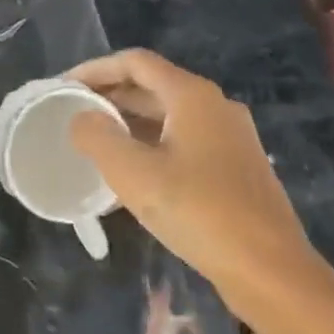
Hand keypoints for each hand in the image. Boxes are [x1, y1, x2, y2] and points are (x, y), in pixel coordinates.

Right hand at [65, 49, 313, 293]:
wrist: (270, 270)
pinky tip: (130, 177)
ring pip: (168, 117)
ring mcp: (230, 138)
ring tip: (93, 144)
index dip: (95, 68)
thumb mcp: (133, 173)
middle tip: (71, 114)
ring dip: (128, 123)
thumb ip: (97, 137)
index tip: (63, 86)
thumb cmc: (198, 212)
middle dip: (110, 96)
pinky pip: (183, 142)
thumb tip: (82, 118)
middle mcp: (215, 107)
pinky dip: (150, 146)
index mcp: (192, 96)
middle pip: (153, 86)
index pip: (136, 62)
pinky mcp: (235, 168)